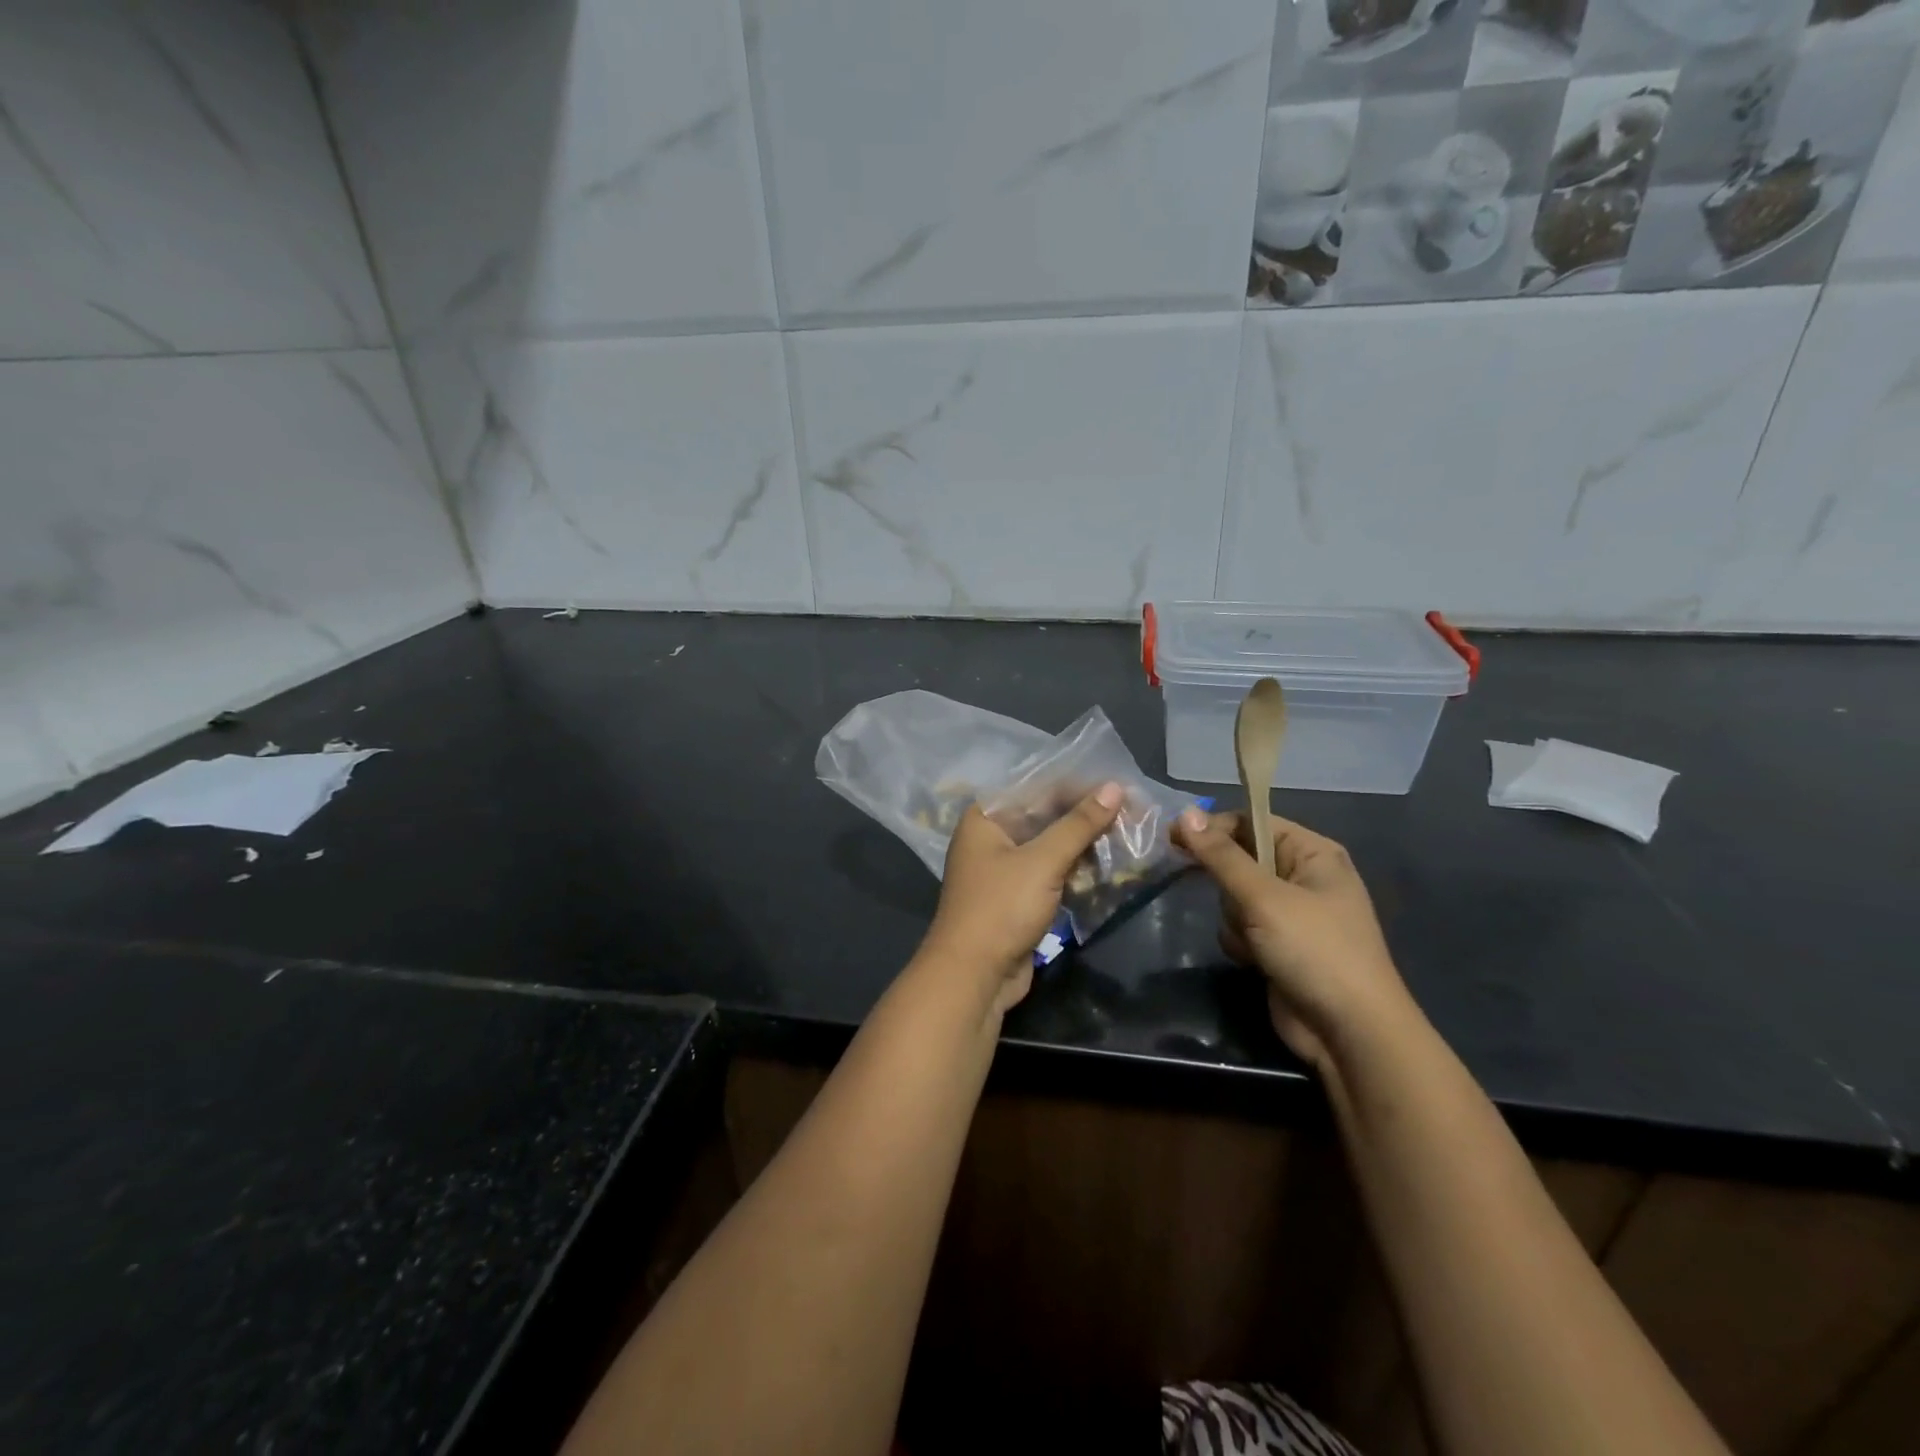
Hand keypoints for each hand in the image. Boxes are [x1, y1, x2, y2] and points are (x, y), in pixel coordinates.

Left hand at [921, 783, 1123, 1014]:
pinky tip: (1108, 867)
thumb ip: (1079, 824)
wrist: (974, 976)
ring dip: (1084, 844)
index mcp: (985, 818)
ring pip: (1049, 847)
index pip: (1037, 789)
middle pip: (1044, 817)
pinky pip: (1050, 873)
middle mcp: (991, 838)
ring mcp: (1003, 870)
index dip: (1079, 787)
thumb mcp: (1043, 861)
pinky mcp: (1017, 898)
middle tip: (1132, 812)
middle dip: (1085, 817)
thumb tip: (1115, 787)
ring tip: (1128, 835)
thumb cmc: (1002, 907)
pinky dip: (1075, 870)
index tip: (1120, 787)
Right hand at [1173, 807, 1415, 1069]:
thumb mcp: (1263, 897)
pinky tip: (1252, 960)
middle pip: (1240, 859)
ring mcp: (1291, 914)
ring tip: (1252, 939)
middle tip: (1221, 894)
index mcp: (1313, 853)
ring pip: (1235, 896)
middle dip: (1227, 882)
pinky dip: (1239, 940)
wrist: (1350, 1032)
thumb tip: (1185, 812)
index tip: (1175, 839)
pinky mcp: (1278, 945)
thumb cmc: (1314, 950)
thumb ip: (1221, 856)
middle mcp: (1303, 877)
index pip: (1253, 822)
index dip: (1214, 828)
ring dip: (1233, 916)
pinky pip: (1241, 926)